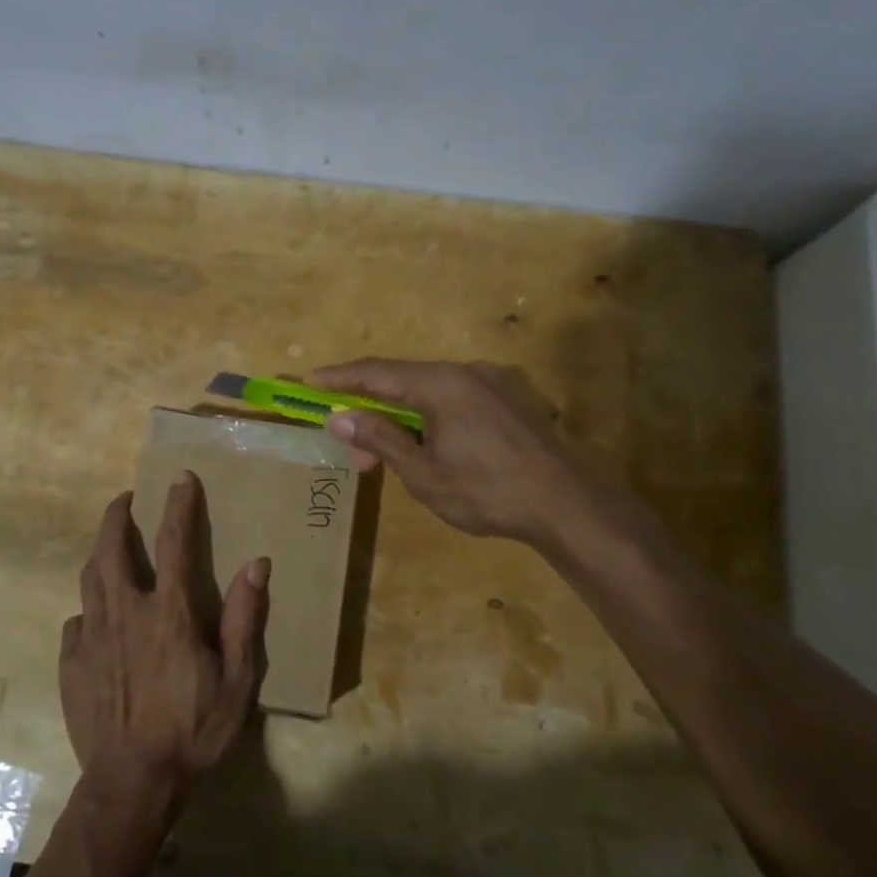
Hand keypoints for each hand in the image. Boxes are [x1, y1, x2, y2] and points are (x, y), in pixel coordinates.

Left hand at [60, 474, 268, 800]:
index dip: (178, 505)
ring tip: (109, 549)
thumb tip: (256, 564)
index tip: (179, 477)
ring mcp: (92, 637)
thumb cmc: (193, 730)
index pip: (175, 542)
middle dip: (116, 515)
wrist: (133, 783)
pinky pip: (76, 623)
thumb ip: (243, 618)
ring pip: (89, 578)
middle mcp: (125, 613)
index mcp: (169, 613)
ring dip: (99, 555)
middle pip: (110, 548)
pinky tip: (96, 621)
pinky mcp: (71, 664)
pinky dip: (88, 611)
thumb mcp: (236, 680)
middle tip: (124, 499)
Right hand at [310, 358, 589, 543]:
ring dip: (401, 419)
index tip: (309, 383)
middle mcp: (466, 372)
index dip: (340, 378)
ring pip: (430, 393)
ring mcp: (491, 384)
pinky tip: (428, 447)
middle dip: (371, 411)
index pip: (376, 372)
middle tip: (352, 450)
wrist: (566, 504)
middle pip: (403, 382)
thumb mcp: (424, 472)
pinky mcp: (508, 400)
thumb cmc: (487, 491)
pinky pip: (455, 400)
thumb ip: (380, 438)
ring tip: (387, 458)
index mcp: (441, 383)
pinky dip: (429, 418)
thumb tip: (339, 417)